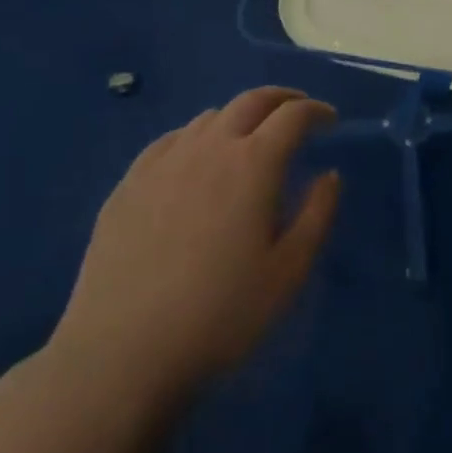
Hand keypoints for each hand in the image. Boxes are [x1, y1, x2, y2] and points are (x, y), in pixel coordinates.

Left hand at [49, 87, 340, 400]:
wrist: (121, 353)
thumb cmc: (219, 316)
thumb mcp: (287, 274)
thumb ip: (316, 216)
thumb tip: (329, 175)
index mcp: (254, 163)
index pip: (293, 115)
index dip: (316, 111)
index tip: (330, 121)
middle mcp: (210, 147)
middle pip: (251, 101)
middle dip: (281, 99)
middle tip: (297, 111)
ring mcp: (165, 161)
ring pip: (210, 117)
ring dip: (239, 117)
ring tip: (249, 139)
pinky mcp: (130, 182)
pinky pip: (171, 140)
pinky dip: (197, 137)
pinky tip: (195, 160)